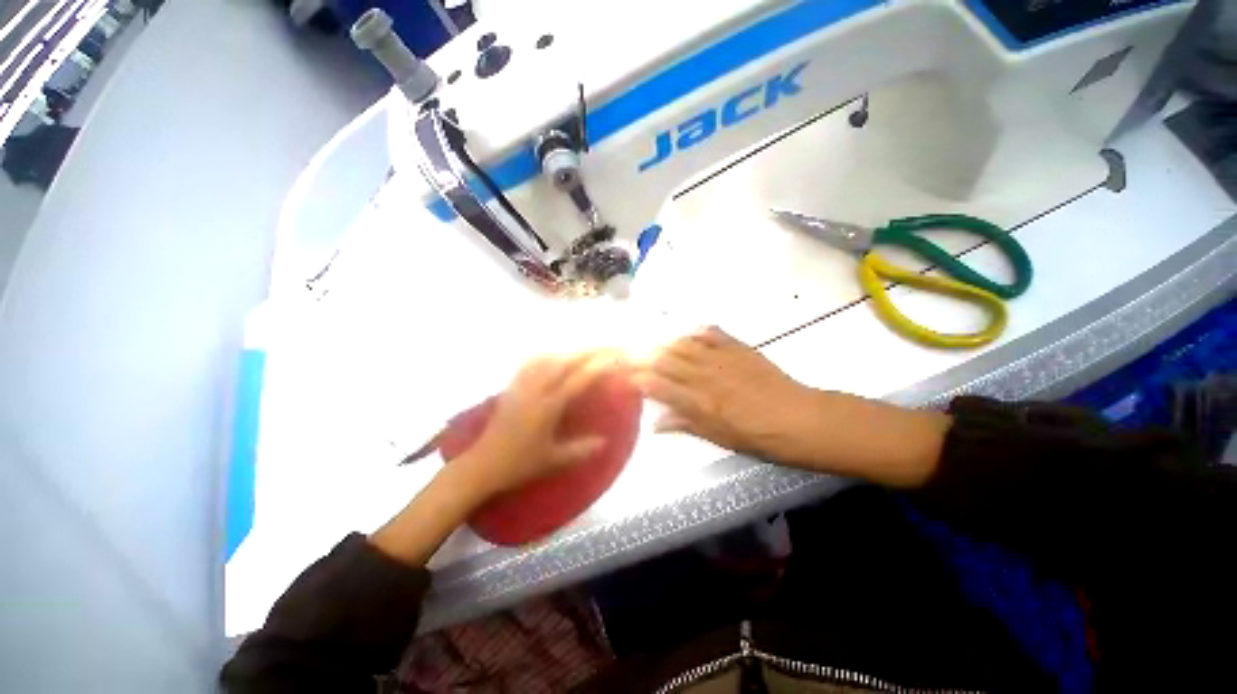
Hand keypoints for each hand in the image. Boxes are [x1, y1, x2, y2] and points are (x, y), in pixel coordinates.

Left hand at [456, 350, 624, 502]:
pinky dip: (545, 355)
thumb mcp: (553, 460)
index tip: (614, 359)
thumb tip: (605, 441)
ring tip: (584, 350)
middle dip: (586, 353)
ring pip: (547, 359)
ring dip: (568, 352)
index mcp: (548, 407)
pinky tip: (551, 355)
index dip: (597, 368)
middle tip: (604, 349)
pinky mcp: (512, 388)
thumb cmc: (518, 465)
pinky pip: (530, 364)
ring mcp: (521, 386)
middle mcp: (535, 391)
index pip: (577, 381)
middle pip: (564, 363)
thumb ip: (580, 449)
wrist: (481, 465)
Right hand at [634, 327, 819, 462]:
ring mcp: (723, 359)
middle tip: (630, 354)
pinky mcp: (739, 349)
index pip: (659, 385)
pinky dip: (697, 332)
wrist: (799, 420)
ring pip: (685, 345)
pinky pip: (712, 334)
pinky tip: (688, 332)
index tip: (626, 375)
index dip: (639, 378)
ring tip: (652, 343)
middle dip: (645, 356)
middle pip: (667, 360)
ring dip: (665, 343)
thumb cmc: (758, 437)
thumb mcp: (719, 438)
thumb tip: (655, 423)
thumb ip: (686, 425)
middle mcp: (706, 377)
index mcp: (700, 403)